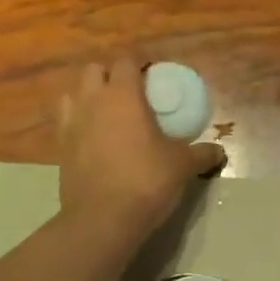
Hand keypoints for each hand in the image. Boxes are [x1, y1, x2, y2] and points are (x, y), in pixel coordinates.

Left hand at [57, 59, 224, 239]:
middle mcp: (92, 101)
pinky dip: (77, 123)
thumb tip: (220, 152)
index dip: (139, 64)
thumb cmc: (146, 181)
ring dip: (87, 96)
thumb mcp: (182, 166)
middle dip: (109, 75)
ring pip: (72, 93)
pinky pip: (65, 123)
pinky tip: (93, 139)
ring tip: (105, 113)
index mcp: (123, 95)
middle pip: (93, 70)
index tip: (152, 75)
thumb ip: (202, 154)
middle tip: (129, 93)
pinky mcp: (59, 148)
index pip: (126, 61)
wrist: (102, 219)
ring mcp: (71, 124)